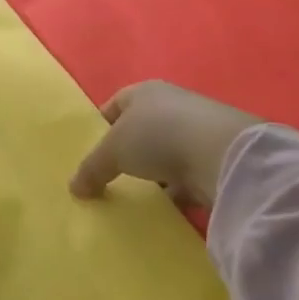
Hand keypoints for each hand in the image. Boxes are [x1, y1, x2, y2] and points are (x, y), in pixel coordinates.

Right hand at [70, 82, 262, 207]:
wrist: (224, 155)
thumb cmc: (158, 137)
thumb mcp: (112, 152)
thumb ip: (91, 168)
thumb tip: (74, 188)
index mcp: (144, 92)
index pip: (114, 105)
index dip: (100, 128)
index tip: (91, 155)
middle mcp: (172, 104)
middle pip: (141, 129)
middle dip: (128, 153)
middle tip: (111, 178)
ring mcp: (198, 130)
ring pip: (165, 154)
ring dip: (155, 174)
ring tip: (139, 197)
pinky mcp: (217, 157)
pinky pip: (188, 175)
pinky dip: (178, 190)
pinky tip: (167, 208)